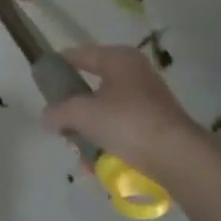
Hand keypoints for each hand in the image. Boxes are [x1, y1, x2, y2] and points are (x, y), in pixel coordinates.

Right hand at [41, 45, 211, 170]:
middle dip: (74, 109)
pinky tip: (97, 165)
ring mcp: (149, 100)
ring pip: (107, 112)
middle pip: (93, 87)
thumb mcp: (82, 114)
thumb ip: (59, 112)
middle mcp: (135, 73)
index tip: (42, 80)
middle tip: (60, 124)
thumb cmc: (127, 122)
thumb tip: (47, 117)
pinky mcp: (157, 125)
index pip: (80, 55)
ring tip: (80, 154)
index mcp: (118, 59)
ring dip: (89, 132)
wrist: (178, 157)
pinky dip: (108, 143)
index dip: (59, 66)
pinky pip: (123, 129)